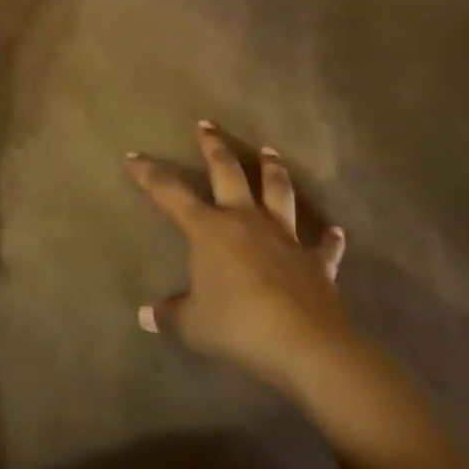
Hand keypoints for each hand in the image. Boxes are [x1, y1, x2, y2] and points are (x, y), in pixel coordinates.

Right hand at [125, 121, 353, 398]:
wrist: (305, 344)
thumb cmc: (238, 326)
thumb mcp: (194, 325)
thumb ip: (171, 314)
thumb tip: (146, 315)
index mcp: (209, 228)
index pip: (170, 193)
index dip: (149, 174)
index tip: (133, 156)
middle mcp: (245, 220)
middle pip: (228, 172)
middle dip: (214, 147)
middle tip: (207, 125)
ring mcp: (284, 236)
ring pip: (277, 192)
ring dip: (273, 170)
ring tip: (270, 151)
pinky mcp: (316, 261)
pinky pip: (322, 245)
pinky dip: (328, 238)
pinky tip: (335, 231)